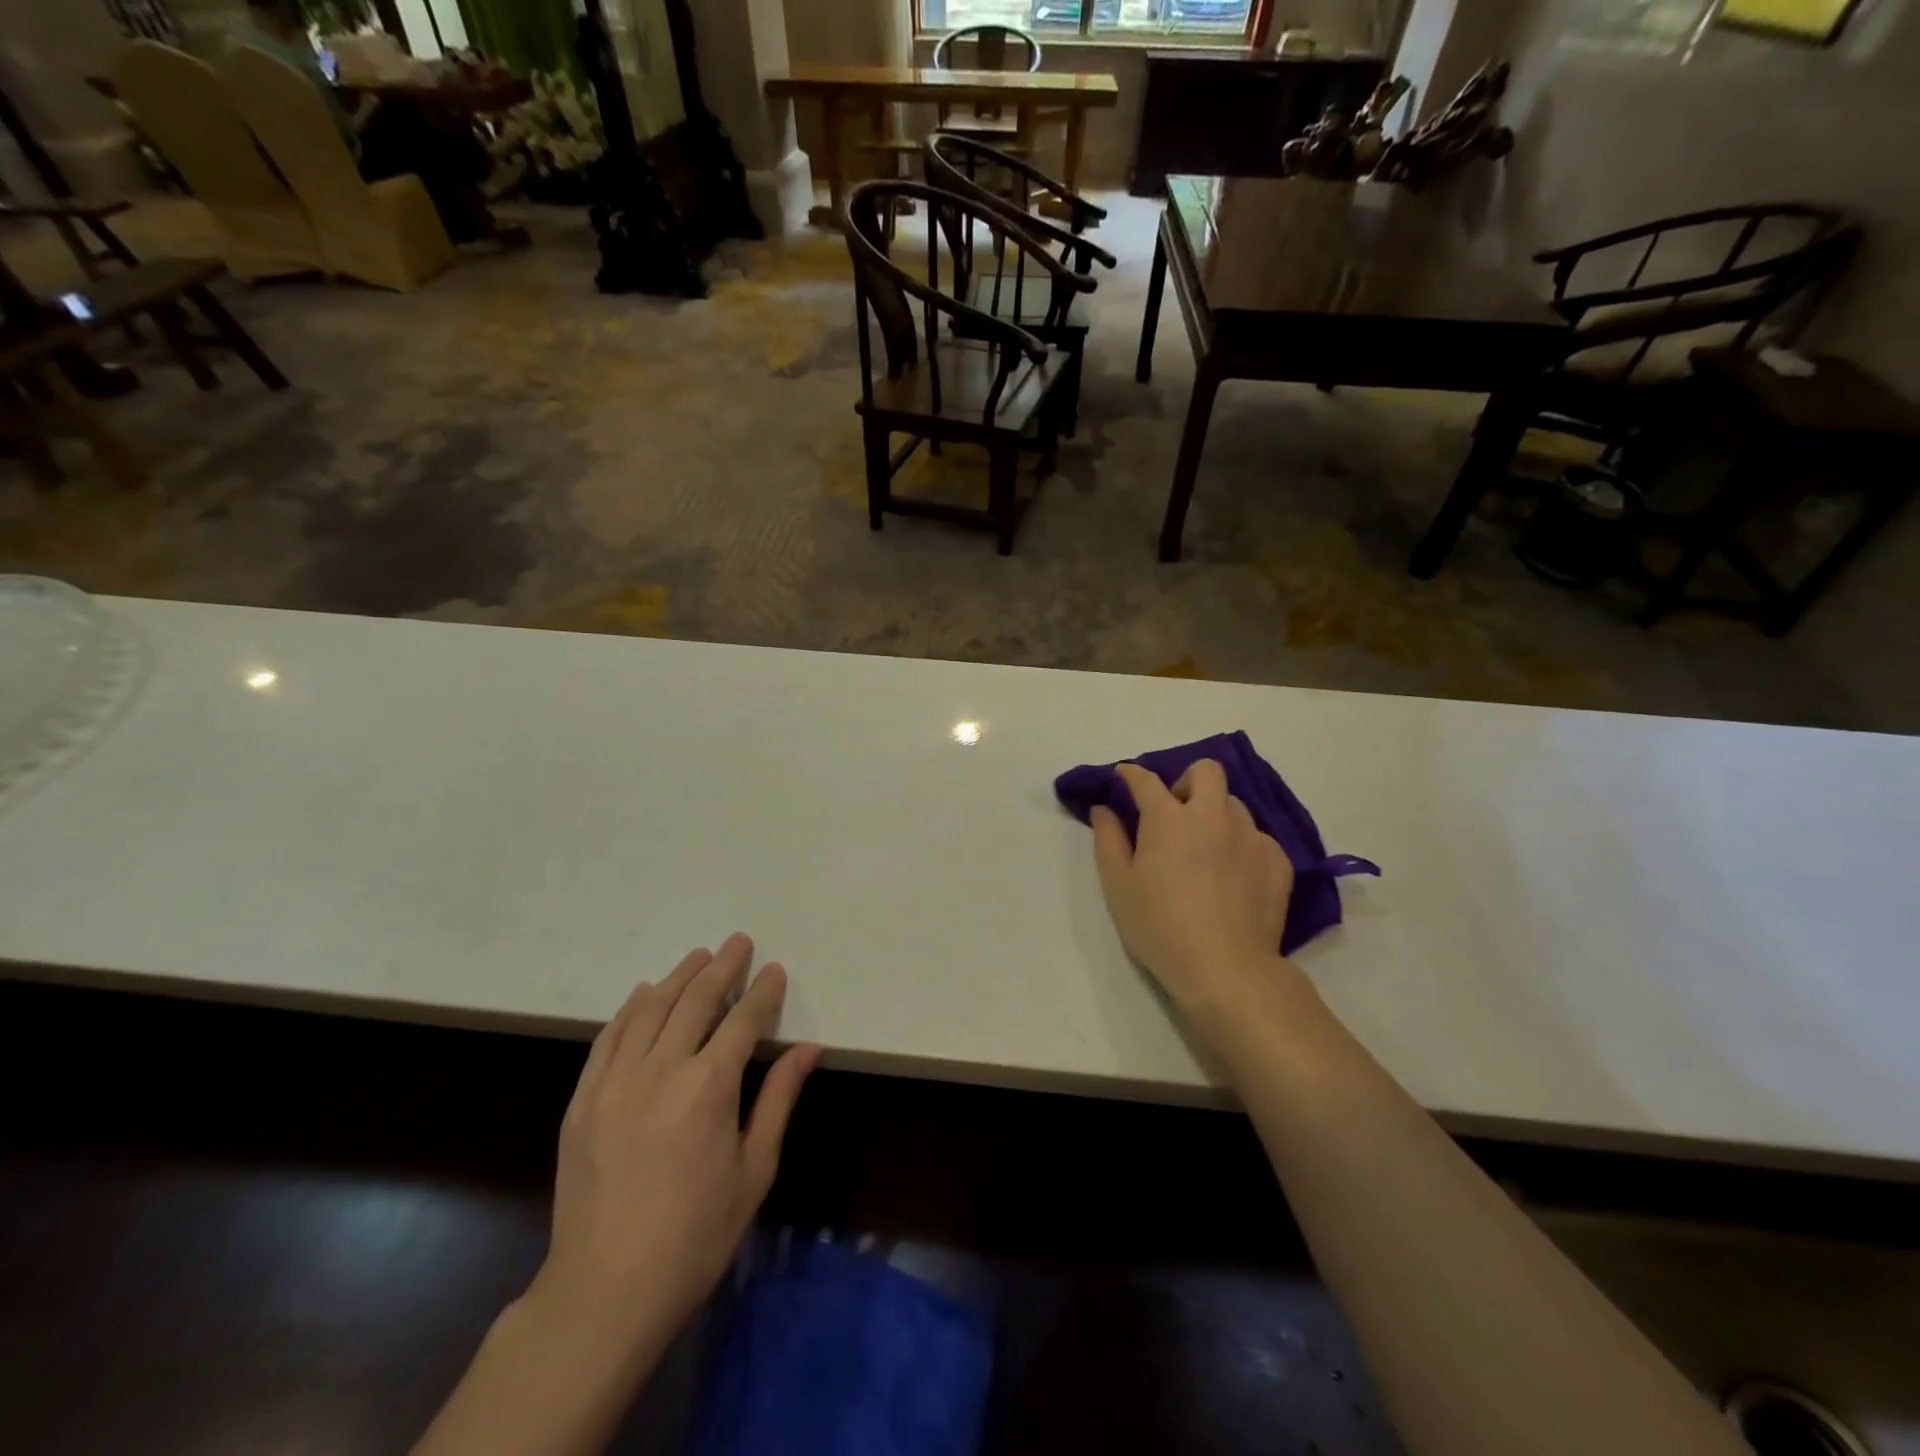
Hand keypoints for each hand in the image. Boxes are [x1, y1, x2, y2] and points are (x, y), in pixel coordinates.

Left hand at [533, 933, 819, 1360]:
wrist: (605, 1291)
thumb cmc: (696, 1235)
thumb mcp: (755, 1169)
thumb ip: (779, 1099)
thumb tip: (810, 1048)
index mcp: (709, 1087)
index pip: (743, 1020)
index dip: (762, 991)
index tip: (774, 970)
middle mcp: (660, 1070)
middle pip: (695, 1000)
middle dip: (722, 967)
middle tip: (738, 942)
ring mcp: (614, 1082)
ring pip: (650, 1009)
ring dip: (678, 976)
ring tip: (699, 956)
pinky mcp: (583, 1100)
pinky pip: (608, 1037)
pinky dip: (629, 1008)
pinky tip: (643, 993)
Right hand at [1091, 760, 1295, 1014]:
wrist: (1226, 969)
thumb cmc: (1160, 927)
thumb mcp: (1118, 885)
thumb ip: (1108, 839)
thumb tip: (1104, 809)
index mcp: (1168, 818)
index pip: (1146, 780)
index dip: (1132, 773)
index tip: (1125, 776)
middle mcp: (1212, 815)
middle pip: (1206, 771)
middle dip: (1187, 781)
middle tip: (1176, 813)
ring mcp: (1250, 836)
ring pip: (1234, 805)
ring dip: (1216, 815)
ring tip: (1207, 850)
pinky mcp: (1278, 861)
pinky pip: (1257, 838)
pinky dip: (1241, 847)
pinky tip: (1233, 878)